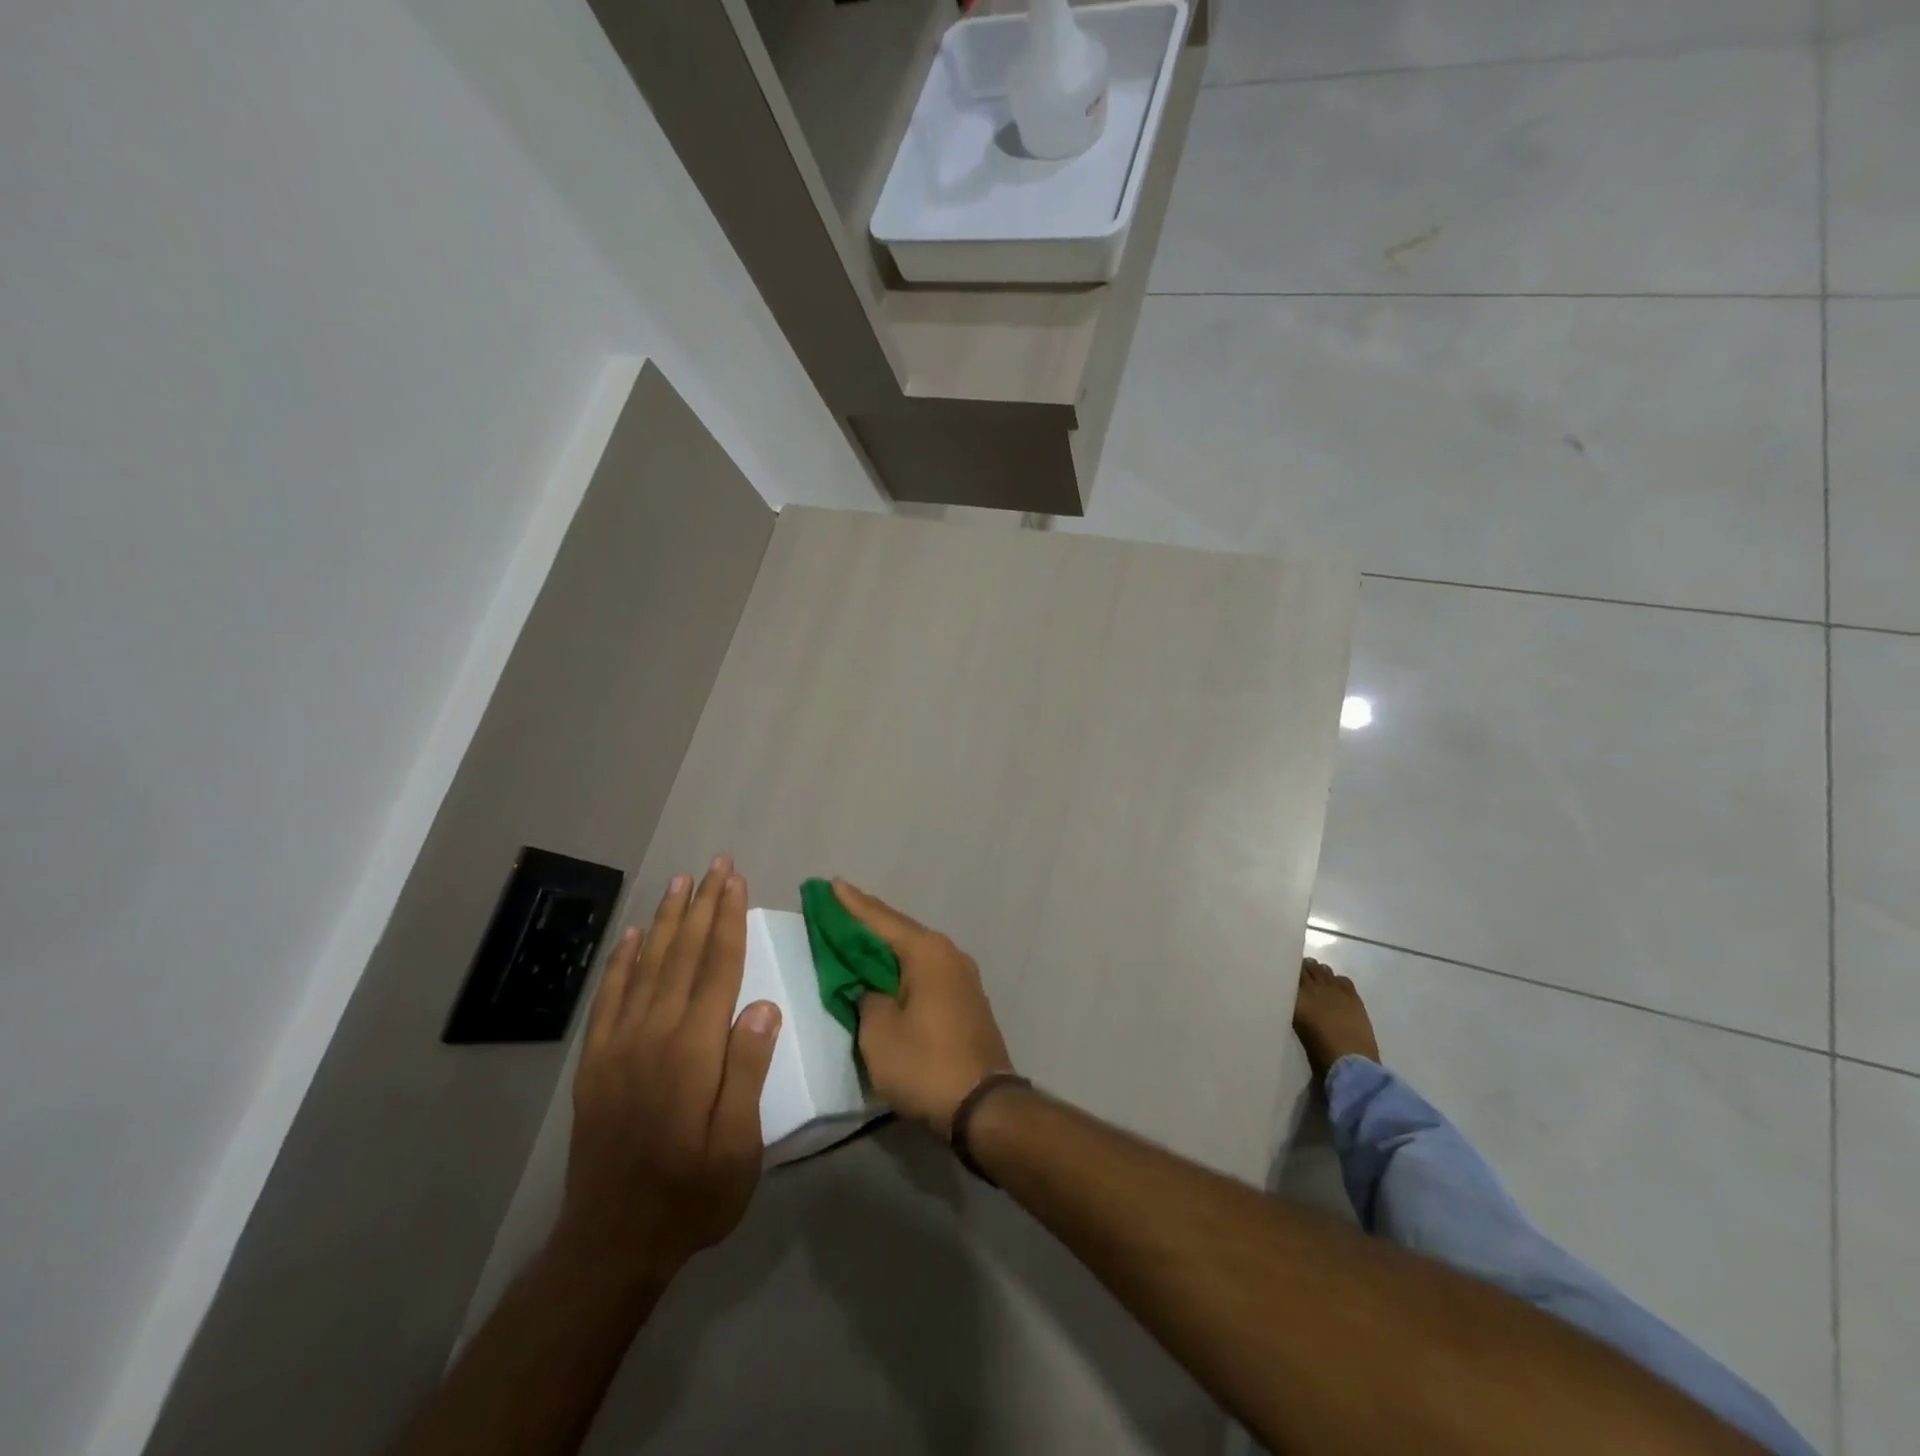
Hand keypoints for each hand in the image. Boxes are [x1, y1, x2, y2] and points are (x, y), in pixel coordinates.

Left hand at [556, 857, 781, 1282]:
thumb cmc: (691, 1193)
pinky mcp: (596, 1063)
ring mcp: (619, 1046)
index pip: (717, 968)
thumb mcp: (739, 1144)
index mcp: (693, 1050)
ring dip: (666, 921)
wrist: (611, 1243)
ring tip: (680, 883)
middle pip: (683, 955)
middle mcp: (654, 1034)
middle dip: (702, 906)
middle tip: (715, 865)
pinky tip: (634, 937)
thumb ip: (747, 1069)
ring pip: (648, 966)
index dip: (728, 920)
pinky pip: (610, 998)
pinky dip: (622, 962)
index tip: (735, 881)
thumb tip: (764, 1004)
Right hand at [833, 879, 1013, 1137]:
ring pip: (914, 951)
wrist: (984, 1106)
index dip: (852, 904)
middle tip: (838, 906)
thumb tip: (871, 989)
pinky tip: (887, 971)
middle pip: (900, 930)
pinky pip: (926, 971)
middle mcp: (949, 954)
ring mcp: (962, 976)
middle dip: (868, 920)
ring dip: (886, 945)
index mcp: (926, 952)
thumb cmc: (926, 1065)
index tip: (831, 883)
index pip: (881, 919)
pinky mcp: (966, 999)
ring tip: (857, 935)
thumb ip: (866, 999)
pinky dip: (902, 967)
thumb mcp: (879, 1034)